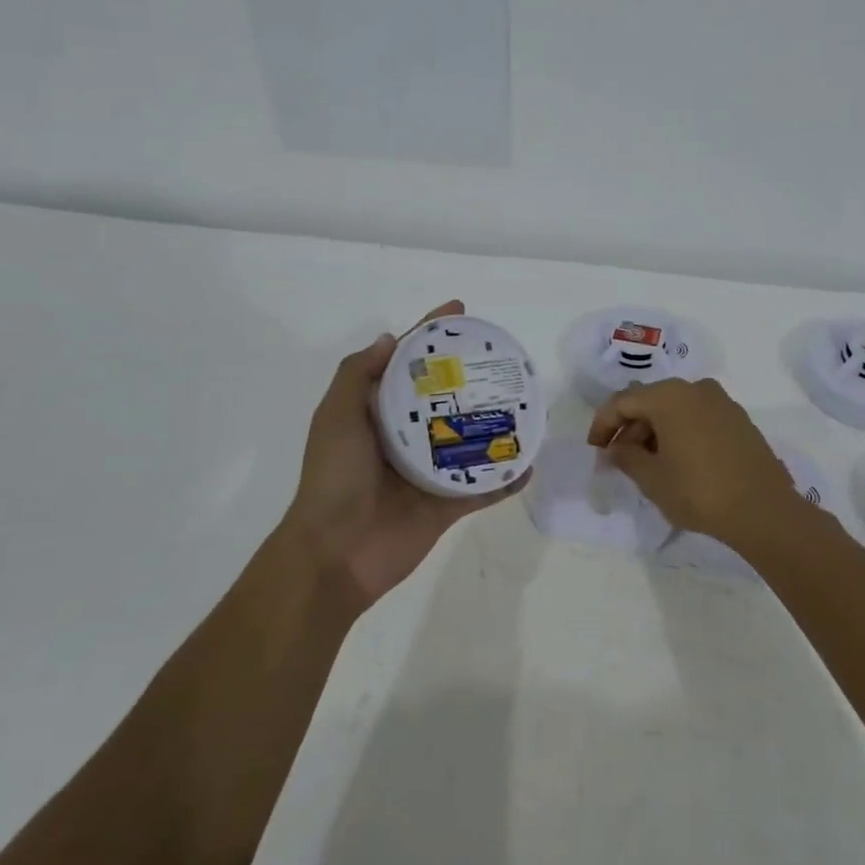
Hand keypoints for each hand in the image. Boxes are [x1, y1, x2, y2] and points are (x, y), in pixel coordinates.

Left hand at [282, 300, 528, 609]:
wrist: (335, 553)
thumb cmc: (334, 477)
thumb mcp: (336, 416)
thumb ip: (357, 375)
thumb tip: (391, 338)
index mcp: (378, 413)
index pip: (408, 363)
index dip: (431, 334)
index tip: (460, 311)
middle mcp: (406, 436)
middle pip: (446, 397)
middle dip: (472, 376)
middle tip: (505, 358)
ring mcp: (428, 471)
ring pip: (471, 439)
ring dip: (496, 423)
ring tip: (527, 402)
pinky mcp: (446, 505)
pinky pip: (484, 487)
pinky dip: (506, 477)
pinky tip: (530, 461)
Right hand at [586, 377, 802, 543]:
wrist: (763, 510)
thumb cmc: (699, 491)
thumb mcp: (652, 478)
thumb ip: (625, 457)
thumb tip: (614, 449)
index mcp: (670, 395)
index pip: (623, 401)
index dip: (603, 424)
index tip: (594, 450)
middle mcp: (696, 389)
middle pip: (650, 402)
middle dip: (630, 430)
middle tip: (619, 461)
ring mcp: (722, 403)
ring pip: (675, 410)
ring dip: (655, 433)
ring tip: (647, 466)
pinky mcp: (739, 420)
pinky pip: (697, 418)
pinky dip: (680, 434)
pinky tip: (678, 462)